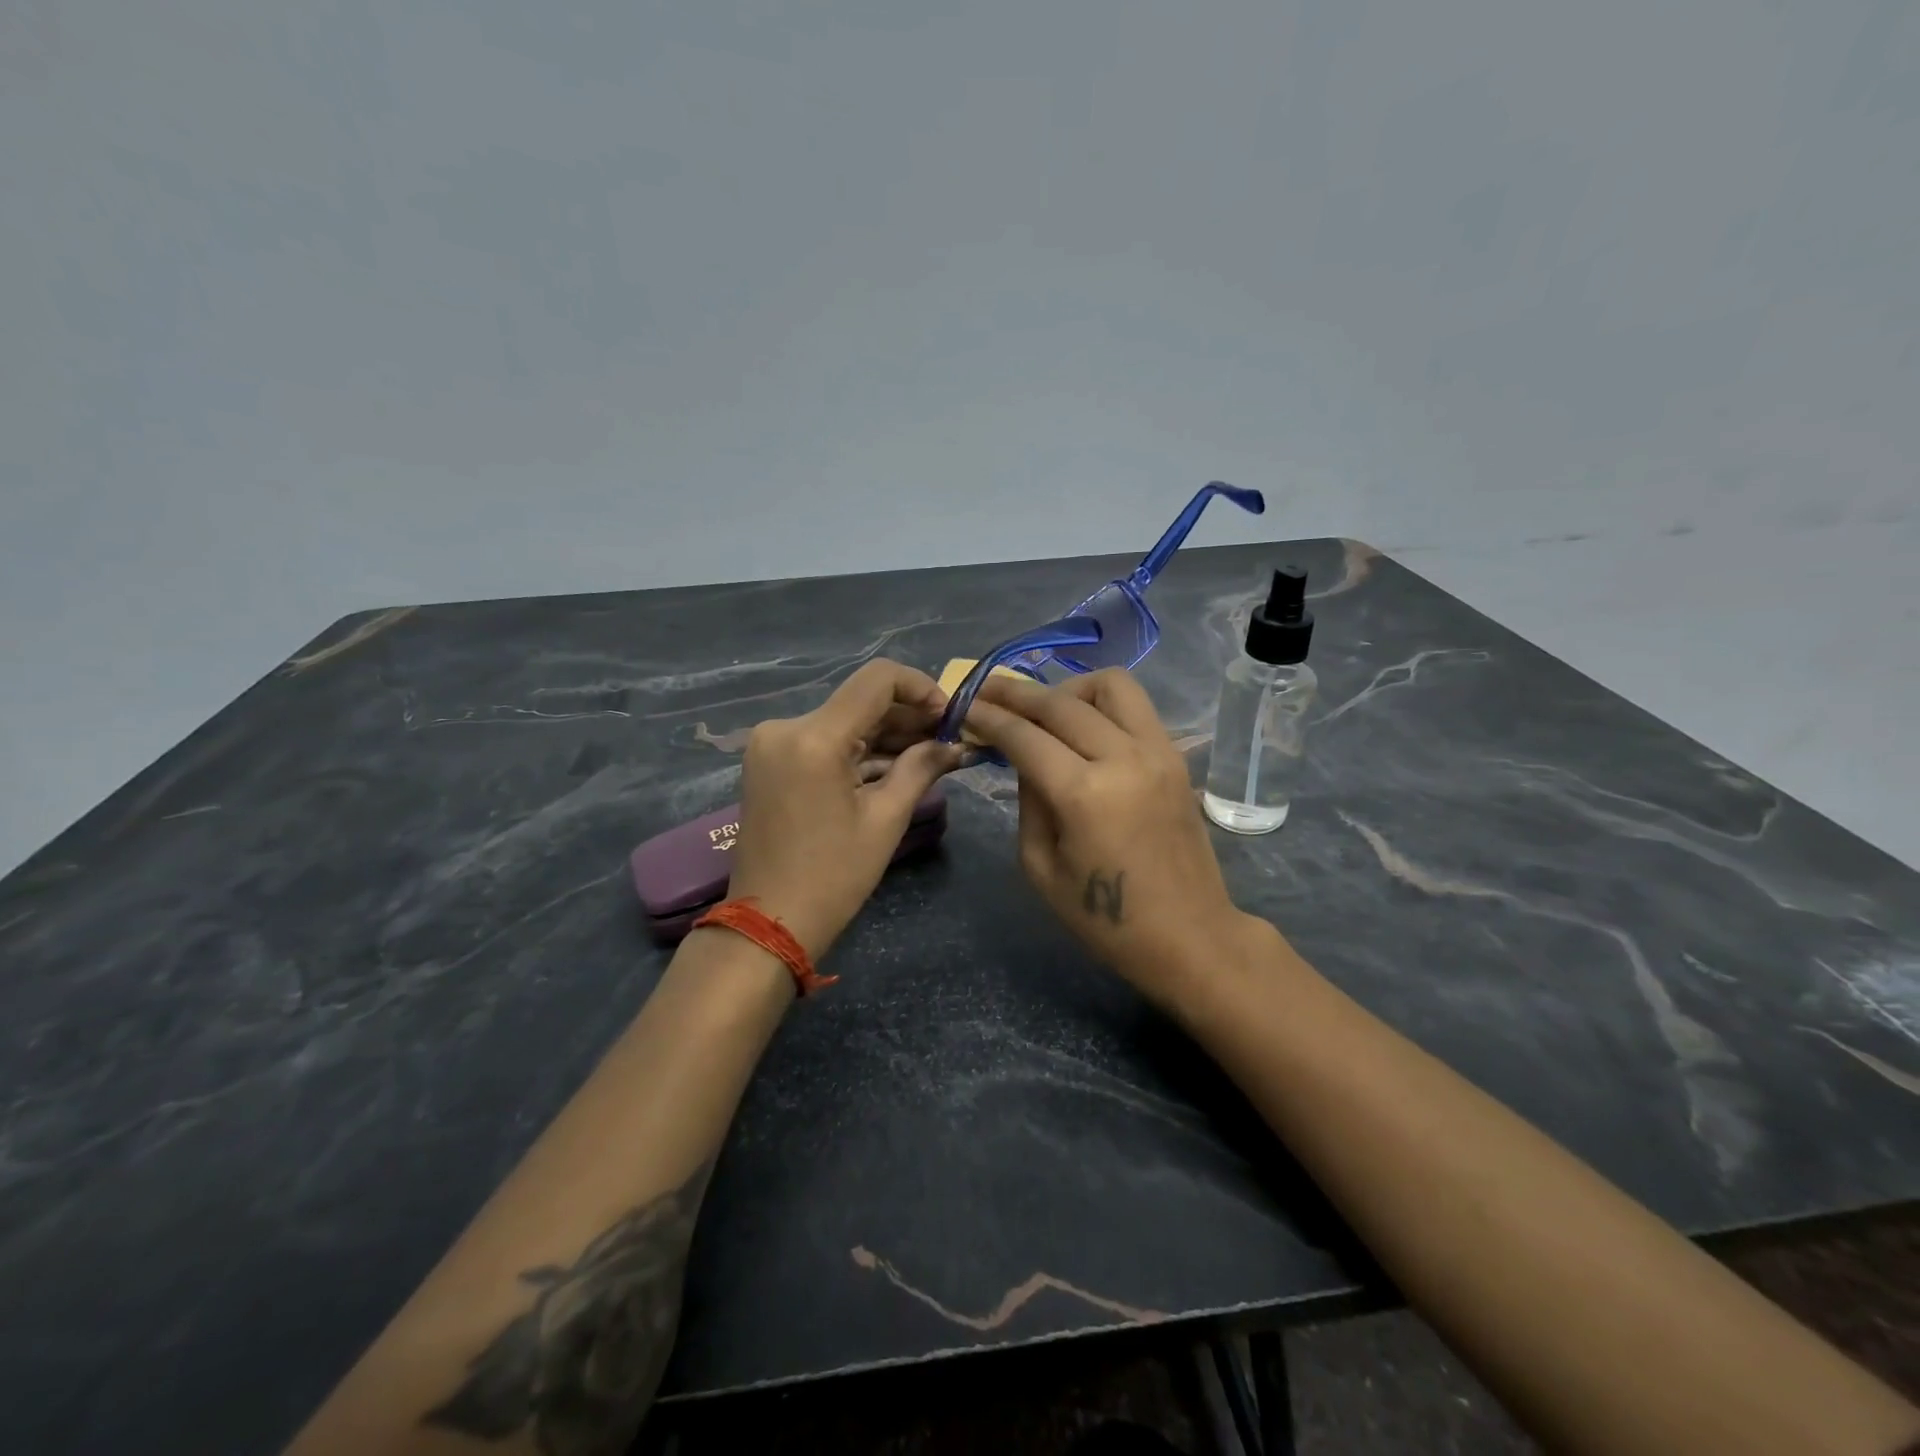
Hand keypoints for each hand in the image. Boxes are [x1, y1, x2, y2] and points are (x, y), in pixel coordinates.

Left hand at [728, 659, 965, 959]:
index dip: (921, 688)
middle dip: (908, 717)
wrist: (767, 923)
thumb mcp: (886, 820)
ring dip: (886, 735)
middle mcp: (786, 727)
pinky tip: (895, 766)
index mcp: (814, 737)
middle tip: (948, 741)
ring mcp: (773, 744)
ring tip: (930, 756)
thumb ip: (922, 768)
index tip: (949, 716)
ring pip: (844, 721)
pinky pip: (824, 741)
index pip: (877, 679)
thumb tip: (955, 744)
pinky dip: (859, 751)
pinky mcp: (771, 761)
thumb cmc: (832, 877)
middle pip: (860, 701)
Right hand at [963, 669, 1266, 1007]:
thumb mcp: (1042, 867)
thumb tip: (1026, 758)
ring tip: (1046, 708)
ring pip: (1111, 685)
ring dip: (1069, 688)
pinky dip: (1101, 704)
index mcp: (1084, 794)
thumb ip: (1029, 802)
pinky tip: (1082, 726)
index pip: (1026, 736)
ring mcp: (1157, 751)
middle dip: (1017, 692)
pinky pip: (1135, 707)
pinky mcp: (1176, 757)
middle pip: (1062, 702)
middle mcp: (1123, 758)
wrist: (1190, 935)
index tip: (963, 704)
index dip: (989, 717)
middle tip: (988, 689)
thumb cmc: (1106, 919)